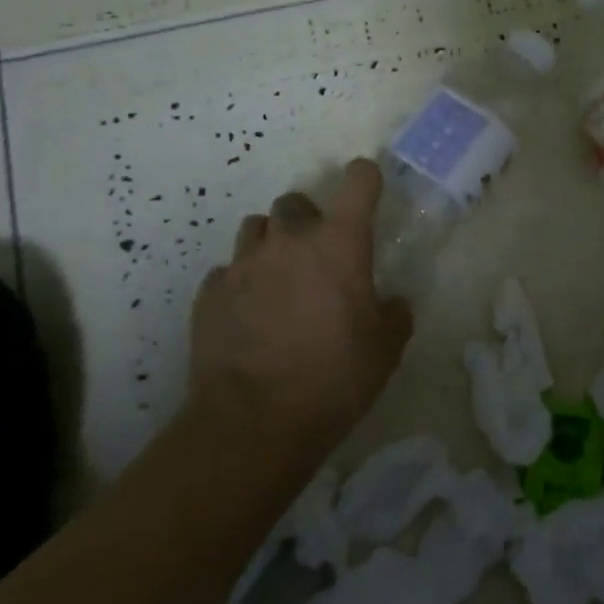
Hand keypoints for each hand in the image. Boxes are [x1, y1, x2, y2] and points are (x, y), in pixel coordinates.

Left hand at [189, 159, 412, 456]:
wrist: (254, 424)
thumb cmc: (335, 377)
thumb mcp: (386, 348)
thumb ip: (394, 314)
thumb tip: (391, 303)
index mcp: (340, 242)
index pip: (359, 180)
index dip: (366, 179)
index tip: (368, 192)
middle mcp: (289, 240)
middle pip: (295, 202)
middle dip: (308, 221)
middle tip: (318, 256)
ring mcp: (243, 264)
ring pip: (256, 230)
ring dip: (271, 245)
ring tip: (278, 281)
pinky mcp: (209, 293)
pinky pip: (228, 272)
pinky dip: (241, 283)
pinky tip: (248, 315)